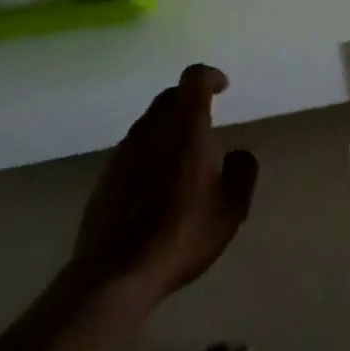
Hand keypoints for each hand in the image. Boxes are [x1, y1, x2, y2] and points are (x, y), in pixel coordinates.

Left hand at [71, 64, 259, 307]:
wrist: (115, 273)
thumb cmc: (181, 235)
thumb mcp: (230, 210)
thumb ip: (242, 173)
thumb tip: (239, 153)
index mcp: (185, 126)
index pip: (194, 78)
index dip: (210, 77)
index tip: (223, 87)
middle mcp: (152, 127)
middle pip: (170, 96)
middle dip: (190, 100)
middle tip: (206, 121)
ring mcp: (124, 149)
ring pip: (150, 121)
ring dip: (169, 125)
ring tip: (184, 155)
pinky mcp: (107, 173)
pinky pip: (134, 147)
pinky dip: (151, 150)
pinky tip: (158, 183)